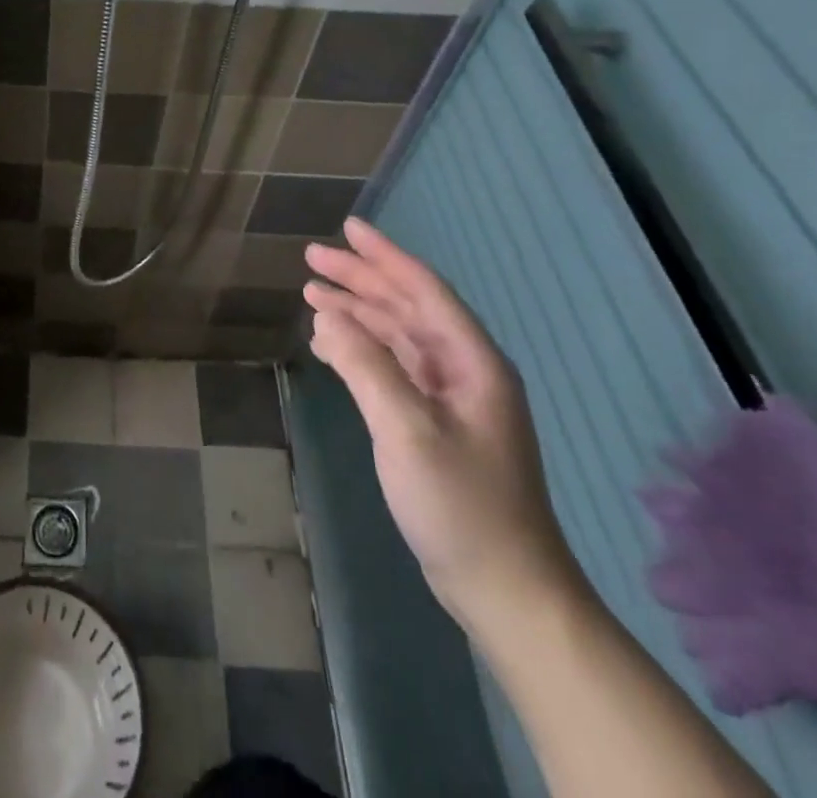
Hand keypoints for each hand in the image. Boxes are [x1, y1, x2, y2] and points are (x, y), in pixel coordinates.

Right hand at [305, 218, 582, 633]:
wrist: (504, 587)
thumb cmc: (461, 504)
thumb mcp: (407, 431)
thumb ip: (366, 367)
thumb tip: (327, 316)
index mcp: (471, 362)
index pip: (423, 290)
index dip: (384, 255)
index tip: (347, 228)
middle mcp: (463, 370)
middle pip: (406, 307)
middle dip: (360, 280)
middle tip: (312, 259)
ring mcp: (449, 397)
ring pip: (396, 336)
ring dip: (356, 313)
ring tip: (312, 294)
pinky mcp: (434, 422)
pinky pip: (391, 367)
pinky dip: (359, 349)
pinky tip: (329, 344)